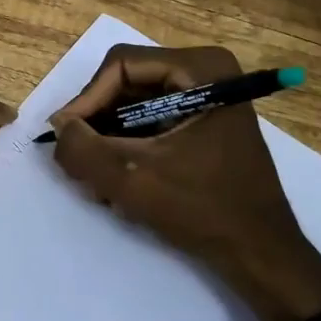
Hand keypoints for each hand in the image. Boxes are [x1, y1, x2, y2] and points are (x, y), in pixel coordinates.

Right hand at [51, 45, 320, 320]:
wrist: (261, 253)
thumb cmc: (204, 209)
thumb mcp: (133, 180)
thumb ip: (83, 150)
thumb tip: (59, 129)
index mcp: (201, 68)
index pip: (121, 66)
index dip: (86, 100)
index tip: (65, 138)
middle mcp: (206, 72)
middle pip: (127, 85)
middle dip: (98, 126)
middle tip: (77, 164)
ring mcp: (207, 98)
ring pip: (134, 107)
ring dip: (110, 143)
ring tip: (97, 183)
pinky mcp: (203, 124)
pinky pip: (151, 123)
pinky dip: (130, 150)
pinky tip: (119, 187)